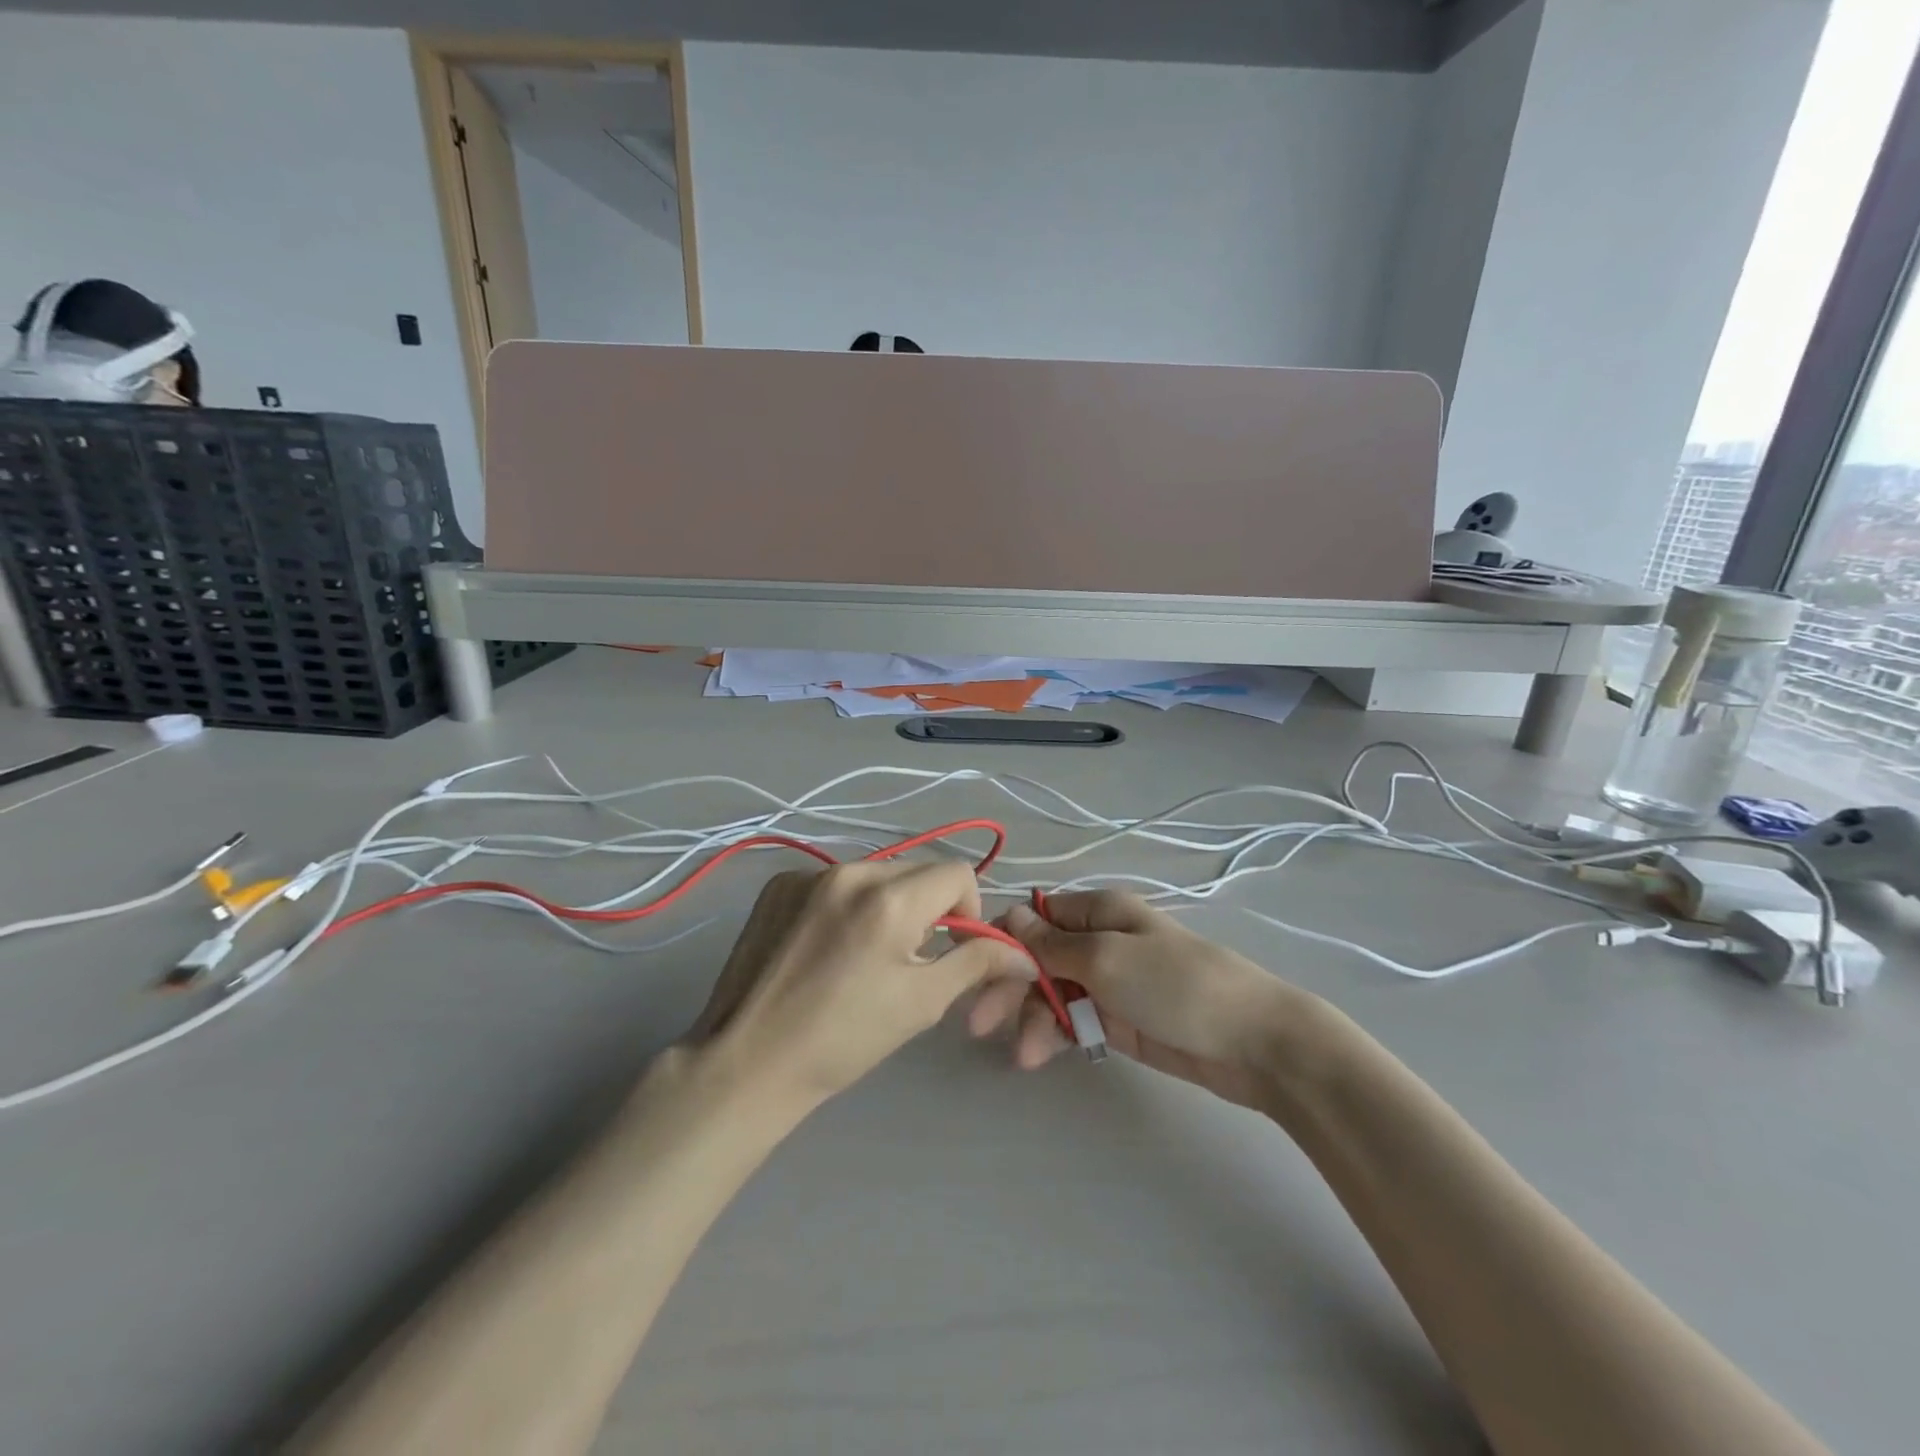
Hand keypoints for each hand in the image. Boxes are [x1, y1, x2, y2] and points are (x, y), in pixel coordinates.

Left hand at [686, 861, 1029, 1105]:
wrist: (747, 1063)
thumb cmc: (843, 1040)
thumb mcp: (921, 1003)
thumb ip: (976, 963)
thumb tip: (1021, 952)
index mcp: (889, 898)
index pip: (958, 873)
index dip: (969, 909)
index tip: (950, 948)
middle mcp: (850, 870)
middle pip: (916, 870)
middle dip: (928, 906)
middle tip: (909, 957)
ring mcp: (807, 874)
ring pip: (875, 873)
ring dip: (888, 903)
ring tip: (864, 953)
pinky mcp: (777, 884)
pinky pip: (834, 880)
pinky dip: (846, 903)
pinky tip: (826, 947)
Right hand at [969, 891, 1304, 1108]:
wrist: (1254, 1042)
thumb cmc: (1176, 984)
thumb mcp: (1107, 957)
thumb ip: (1053, 943)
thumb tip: (1010, 915)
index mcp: (1099, 912)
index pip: (1038, 916)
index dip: (1006, 938)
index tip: (975, 966)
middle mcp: (1100, 941)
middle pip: (1040, 958)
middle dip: (1011, 986)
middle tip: (979, 1024)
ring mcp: (1110, 983)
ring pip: (1052, 993)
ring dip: (1032, 1017)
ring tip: (1024, 1054)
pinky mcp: (1119, 1020)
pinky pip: (1073, 1021)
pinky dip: (1055, 1034)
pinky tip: (1039, 1055)